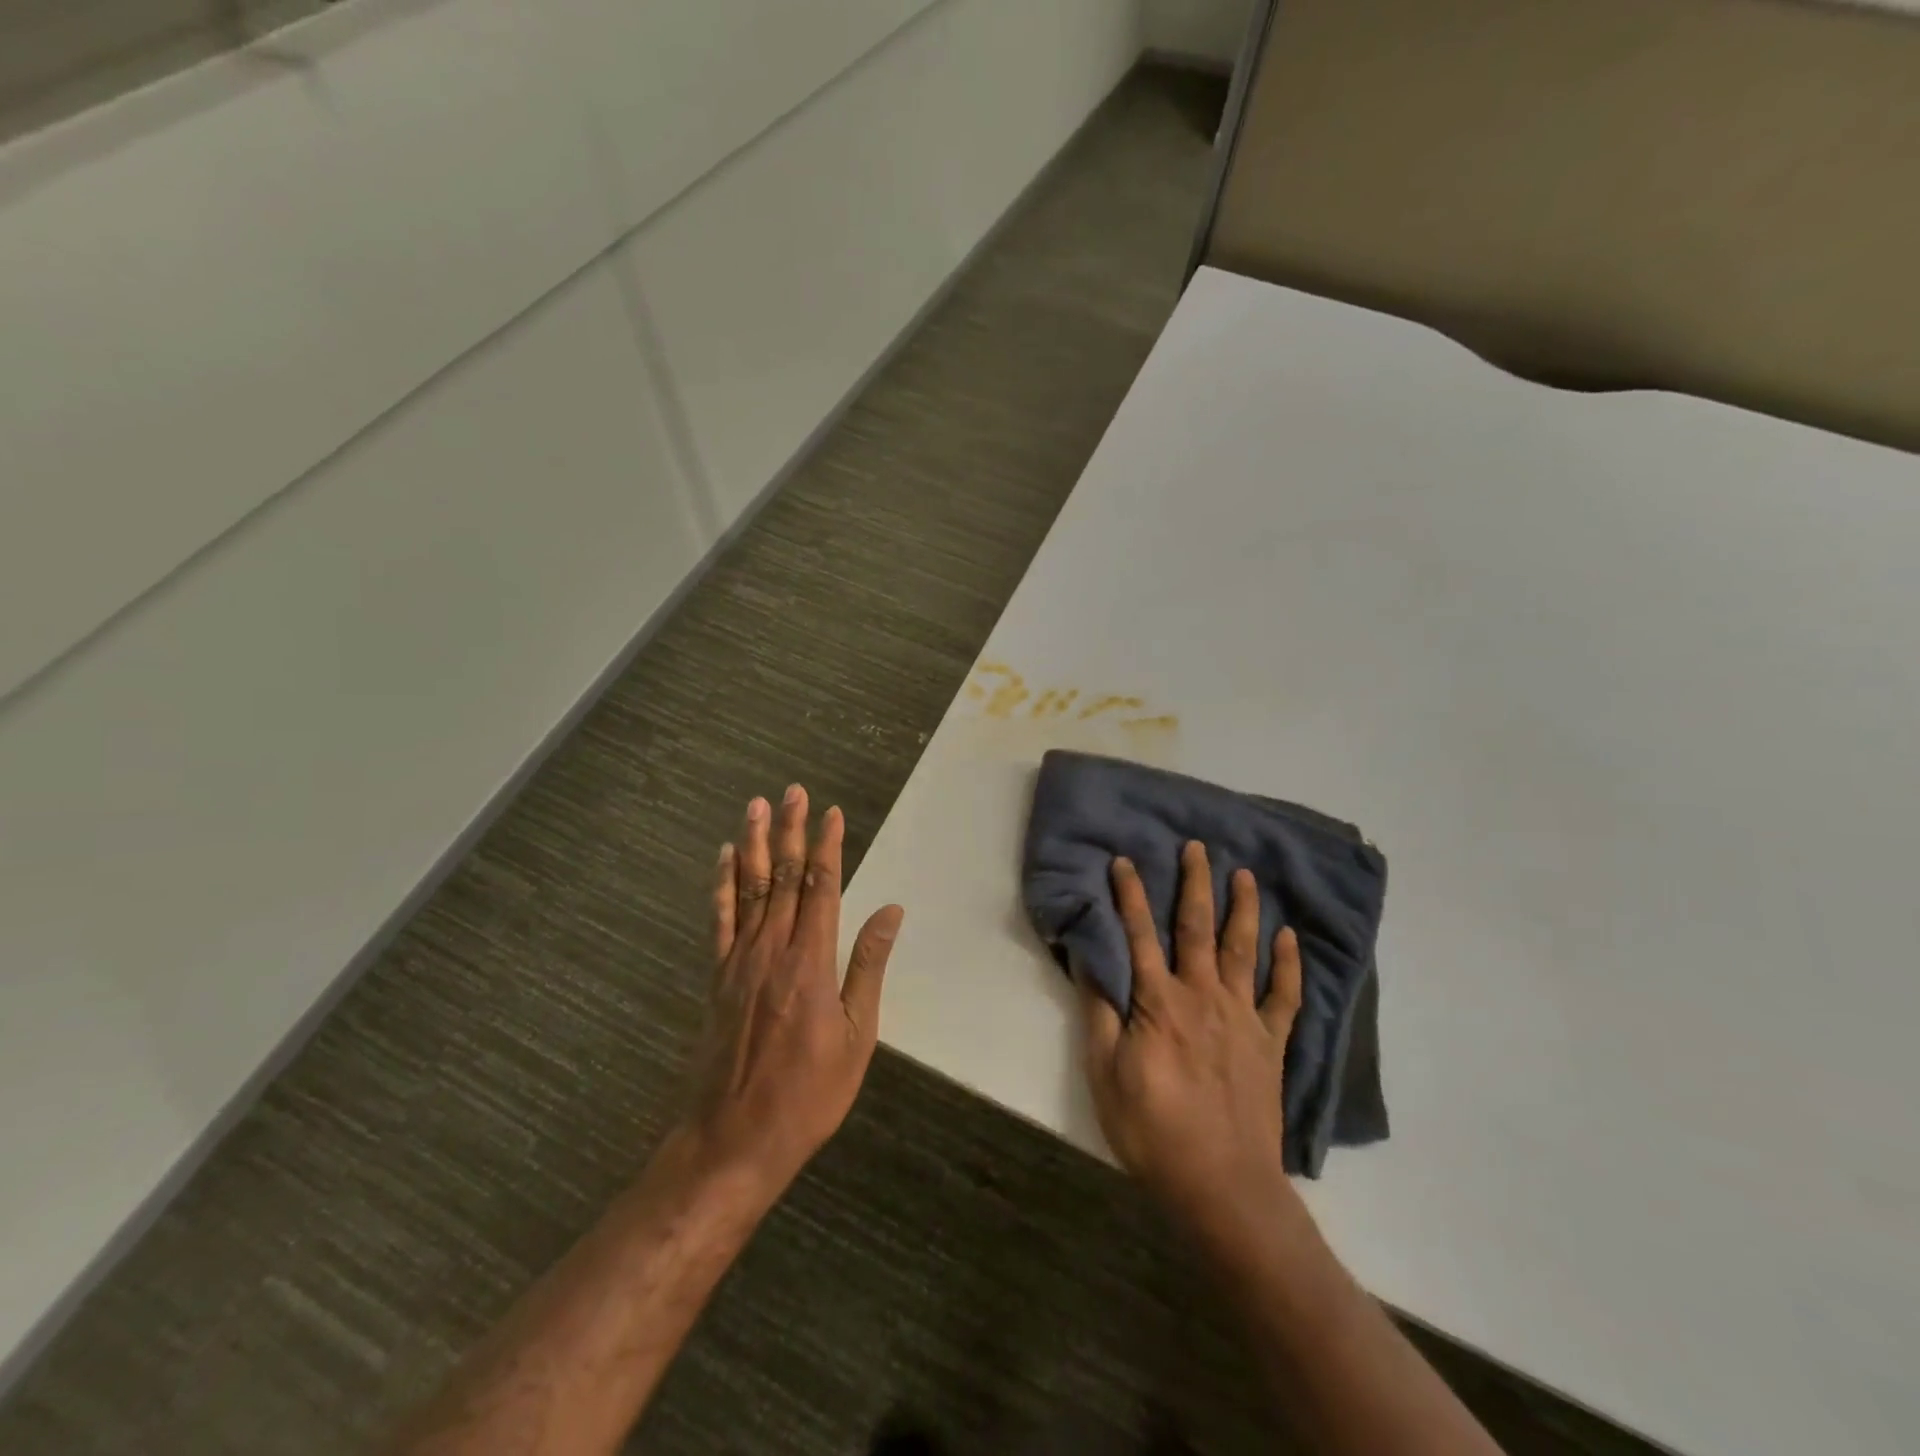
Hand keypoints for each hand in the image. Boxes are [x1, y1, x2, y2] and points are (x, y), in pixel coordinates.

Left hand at [684, 786, 904, 1199]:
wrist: (731, 1141)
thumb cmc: (807, 1095)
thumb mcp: (856, 1037)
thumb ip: (868, 967)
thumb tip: (890, 911)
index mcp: (811, 962)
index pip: (821, 887)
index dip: (827, 846)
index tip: (832, 813)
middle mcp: (772, 949)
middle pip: (782, 877)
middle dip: (790, 831)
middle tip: (793, 791)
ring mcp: (739, 961)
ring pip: (749, 888)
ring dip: (754, 843)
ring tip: (757, 805)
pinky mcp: (717, 977)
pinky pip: (719, 920)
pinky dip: (722, 884)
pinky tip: (724, 858)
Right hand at [1081, 842, 1302, 1235]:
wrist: (1223, 1186)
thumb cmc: (1153, 1131)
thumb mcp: (1106, 1075)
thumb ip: (1101, 1013)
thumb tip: (1089, 960)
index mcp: (1158, 1002)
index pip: (1140, 935)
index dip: (1130, 895)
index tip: (1125, 860)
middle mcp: (1203, 996)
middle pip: (1198, 928)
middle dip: (1195, 884)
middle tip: (1197, 846)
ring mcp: (1243, 1017)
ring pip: (1243, 950)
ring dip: (1244, 908)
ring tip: (1245, 874)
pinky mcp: (1271, 1043)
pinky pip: (1284, 996)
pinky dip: (1288, 964)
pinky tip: (1288, 938)